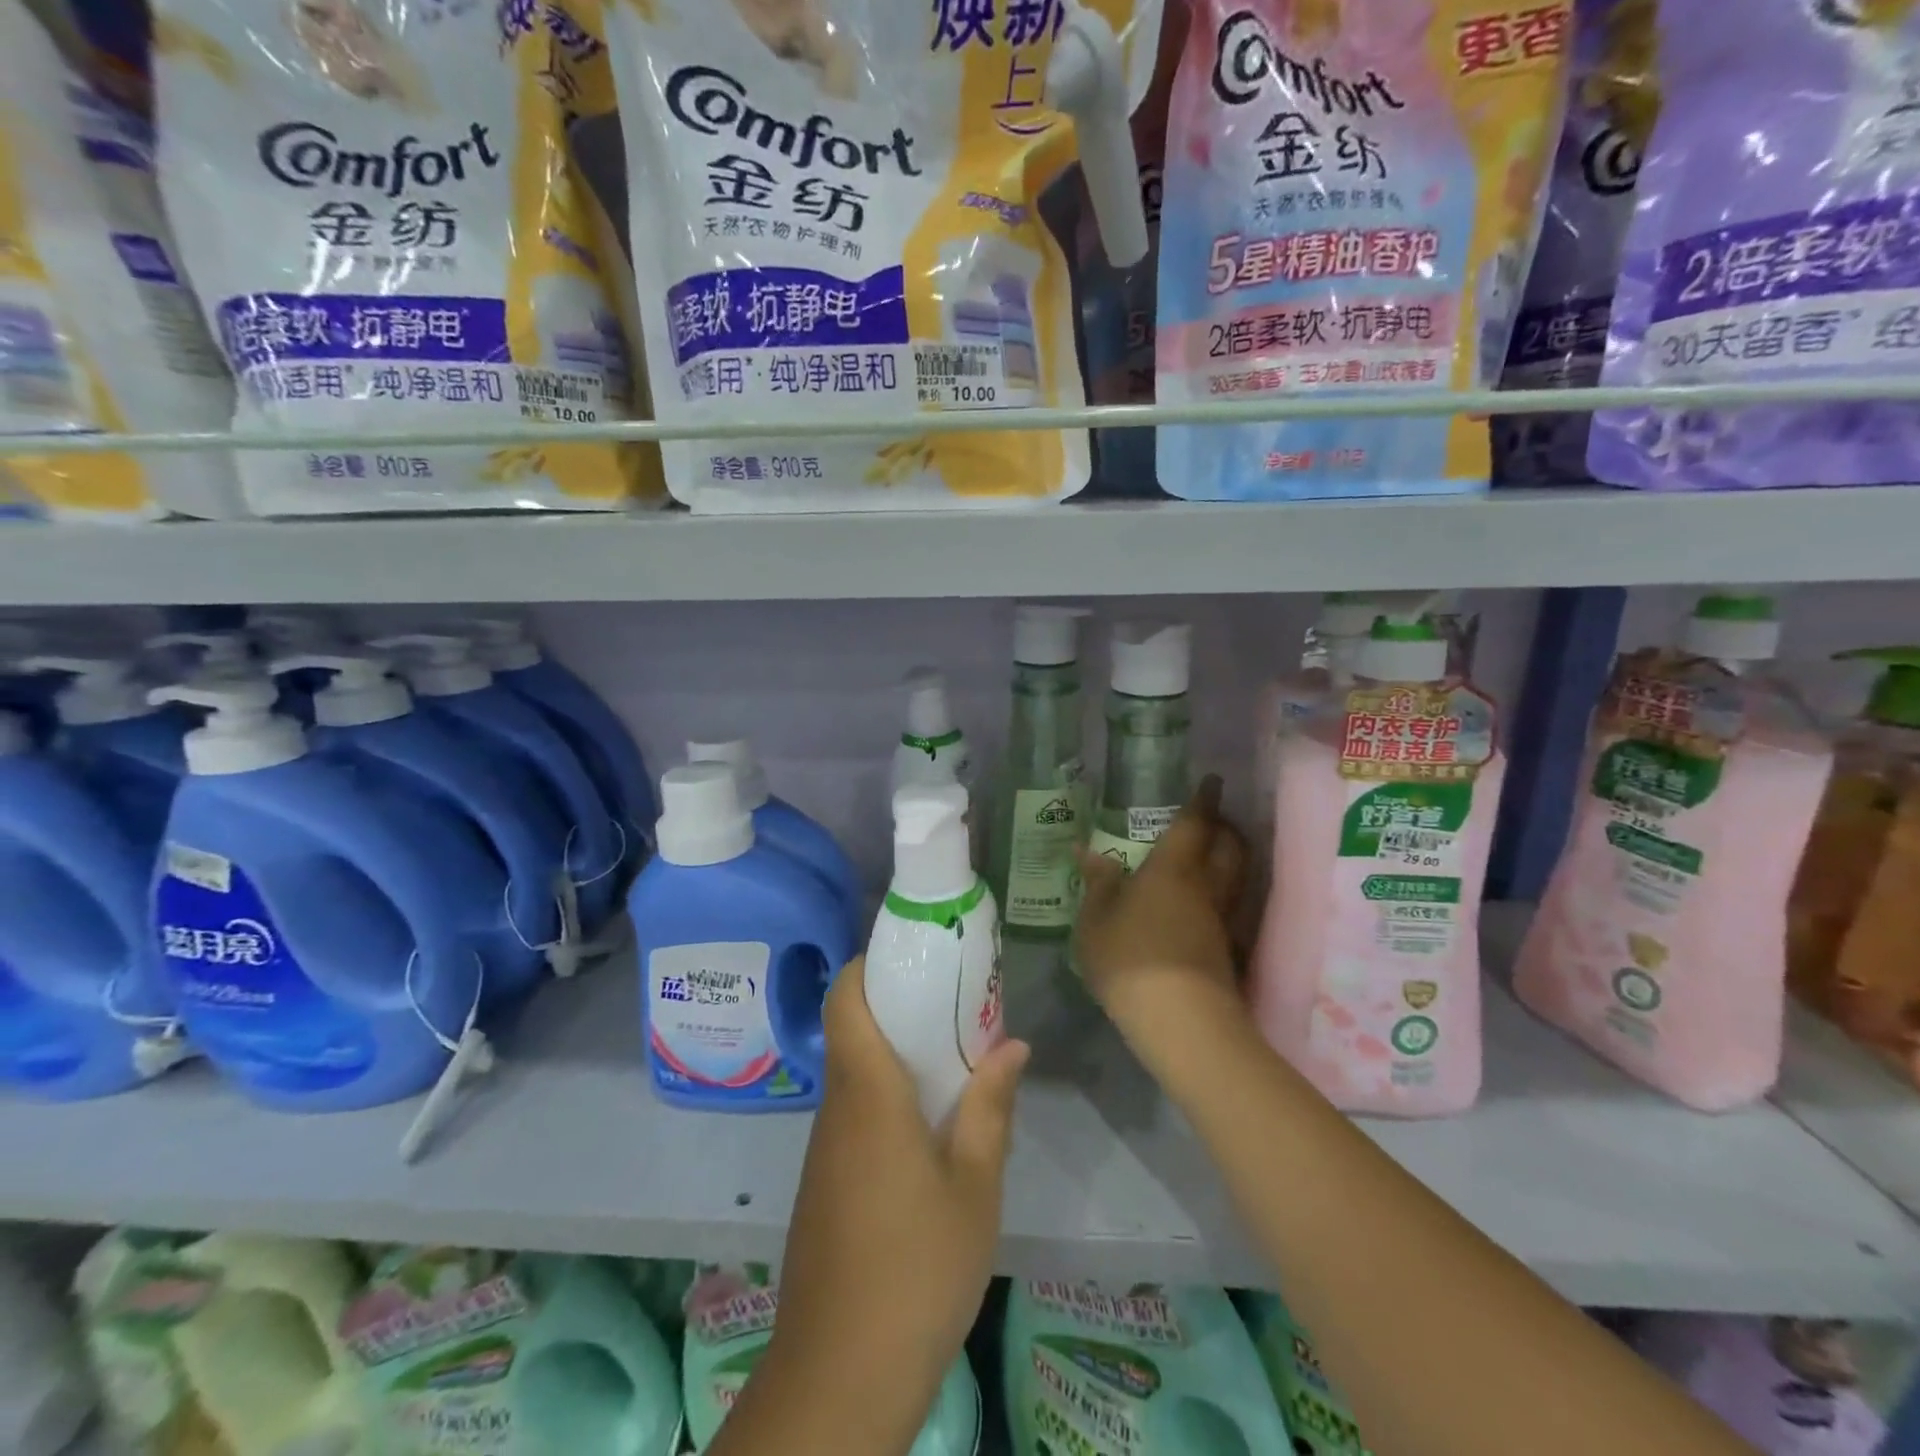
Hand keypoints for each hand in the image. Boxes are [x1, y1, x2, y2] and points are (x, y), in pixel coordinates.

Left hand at [761, 955, 1028, 1448]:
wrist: (840, 1376)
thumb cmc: (916, 1270)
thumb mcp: (974, 1187)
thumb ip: (990, 1108)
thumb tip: (1011, 1044)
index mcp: (868, 1094)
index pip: (845, 1000)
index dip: (868, 965)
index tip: (913, 955)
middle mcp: (837, 1109)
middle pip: (853, 1030)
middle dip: (898, 1005)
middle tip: (955, 1000)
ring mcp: (826, 1149)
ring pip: (855, 1073)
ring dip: (897, 1053)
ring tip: (955, 1054)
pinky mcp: (825, 1182)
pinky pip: (855, 1114)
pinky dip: (888, 1096)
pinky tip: (930, 1123)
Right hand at [1075, 775, 1250, 1077]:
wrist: (1180, 1020)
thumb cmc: (1130, 957)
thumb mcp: (1096, 920)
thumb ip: (1097, 883)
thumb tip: (1089, 851)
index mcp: (1173, 869)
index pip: (1194, 824)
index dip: (1203, 800)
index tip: (1212, 781)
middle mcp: (1205, 887)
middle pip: (1230, 847)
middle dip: (1226, 828)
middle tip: (1213, 820)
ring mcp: (1222, 920)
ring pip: (1237, 877)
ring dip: (1231, 859)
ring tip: (1211, 856)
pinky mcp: (1228, 950)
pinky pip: (1232, 907)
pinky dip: (1225, 895)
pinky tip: (1204, 905)